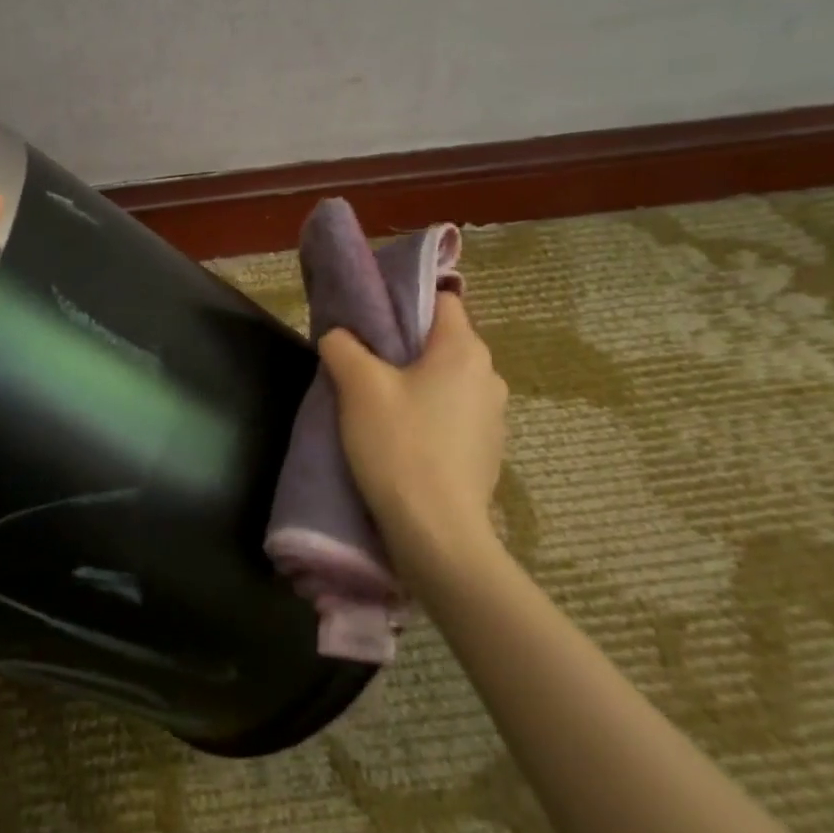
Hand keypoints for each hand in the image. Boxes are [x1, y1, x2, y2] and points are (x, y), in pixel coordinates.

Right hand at [318, 292, 507, 584]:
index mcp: (464, 350)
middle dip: (405, 347)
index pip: (441, 300)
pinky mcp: (488, 451)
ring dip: (417, 385)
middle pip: (442, 342)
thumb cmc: (399, 446)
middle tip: (364, 364)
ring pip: (447, 381)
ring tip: (380, 406)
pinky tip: (404, 439)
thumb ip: (343, 347)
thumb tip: (339, 335)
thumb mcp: (358, 388)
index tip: (371, 320)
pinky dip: (431, 416)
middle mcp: (489, 376)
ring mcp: (494, 416)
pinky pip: (454, 415)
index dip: (405, 302)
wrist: (437, 532)